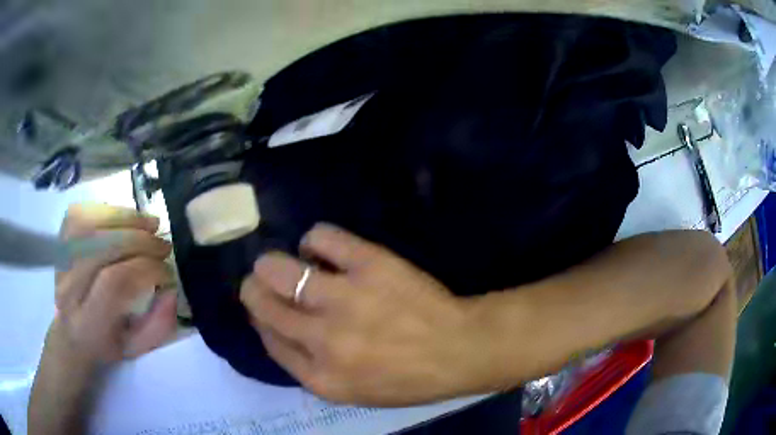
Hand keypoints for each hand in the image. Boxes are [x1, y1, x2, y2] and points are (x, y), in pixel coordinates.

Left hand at [53, 203, 177, 365]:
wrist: (70, 332)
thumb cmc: (106, 344)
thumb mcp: (136, 348)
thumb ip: (157, 325)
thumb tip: (170, 289)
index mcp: (89, 323)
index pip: (113, 283)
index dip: (145, 269)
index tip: (167, 272)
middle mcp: (69, 288)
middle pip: (101, 247)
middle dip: (139, 240)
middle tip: (163, 245)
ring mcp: (61, 260)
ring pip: (90, 223)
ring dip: (125, 218)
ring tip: (149, 224)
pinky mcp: (59, 241)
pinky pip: (81, 213)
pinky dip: (107, 210)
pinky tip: (125, 218)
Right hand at [240, 224, 495, 405]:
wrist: (459, 350)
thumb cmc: (407, 378)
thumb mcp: (351, 392)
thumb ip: (307, 366)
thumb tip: (274, 327)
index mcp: (319, 377)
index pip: (268, 338)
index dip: (260, 319)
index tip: (264, 309)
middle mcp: (322, 340)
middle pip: (261, 302)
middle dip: (254, 288)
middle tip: (265, 281)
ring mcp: (344, 299)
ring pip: (278, 268)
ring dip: (272, 264)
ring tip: (288, 264)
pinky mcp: (368, 264)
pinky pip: (320, 237)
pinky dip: (314, 240)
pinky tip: (323, 250)